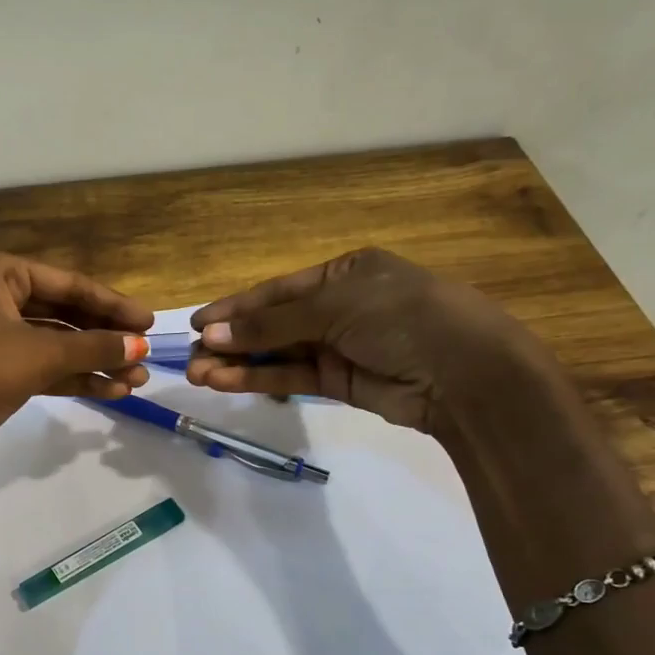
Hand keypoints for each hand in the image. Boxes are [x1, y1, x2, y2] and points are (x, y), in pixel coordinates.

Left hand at [0, 248, 152, 491]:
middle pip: (61, 312)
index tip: (150, 322)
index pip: (67, 283)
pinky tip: (108, 391)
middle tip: (144, 357)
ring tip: (136, 382)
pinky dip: (70, 378)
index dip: (112, 303)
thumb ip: (93, 346)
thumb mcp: (37, 355)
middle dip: (103, 338)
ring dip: (92, 362)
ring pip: (51, 344)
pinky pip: (38, 368)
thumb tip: (140, 346)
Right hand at [186, 248, 541, 432]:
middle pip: (272, 322)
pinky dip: (259, 379)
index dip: (234, 307)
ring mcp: (339, 345)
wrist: (464, 374)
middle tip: (189, 357)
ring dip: (237, 363)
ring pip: (277, 353)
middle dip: (231, 339)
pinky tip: (225, 381)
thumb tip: (210, 333)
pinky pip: (291, 377)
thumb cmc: (401, 318)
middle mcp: (338, 306)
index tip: (194, 323)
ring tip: (197, 375)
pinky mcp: (339, 382)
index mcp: (343, 272)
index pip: (276, 289)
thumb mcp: (334, 307)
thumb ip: (271, 322)